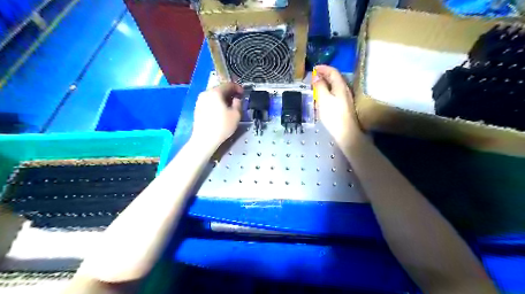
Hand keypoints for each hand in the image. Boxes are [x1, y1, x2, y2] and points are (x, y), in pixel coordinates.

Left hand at [191, 81, 243, 146]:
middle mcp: (206, 93)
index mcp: (215, 92)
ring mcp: (200, 100)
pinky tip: (220, 111)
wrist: (204, 139)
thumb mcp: (236, 115)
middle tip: (237, 99)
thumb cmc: (222, 126)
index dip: (237, 88)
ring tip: (229, 106)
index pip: (228, 85)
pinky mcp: (197, 108)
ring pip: (214, 96)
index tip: (243, 93)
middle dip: (229, 93)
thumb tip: (236, 99)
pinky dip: (216, 103)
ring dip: (222, 98)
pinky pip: (209, 102)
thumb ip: (238, 103)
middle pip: (220, 89)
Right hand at [311, 64, 365, 145]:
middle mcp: (344, 90)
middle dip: (324, 75)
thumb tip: (316, 76)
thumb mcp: (323, 99)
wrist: (345, 132)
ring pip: (334, 86)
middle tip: (313, 78)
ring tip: (315, 87)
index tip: (314, 68)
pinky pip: (334, 94)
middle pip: (334, 78)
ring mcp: (345, 98)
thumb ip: (319, 86)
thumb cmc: (333, 115)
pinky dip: (327, 92)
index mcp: (340, 86)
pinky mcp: (343, 106)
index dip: (323, 68)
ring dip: (325, 84)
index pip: (333, 72)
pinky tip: (322, 98)